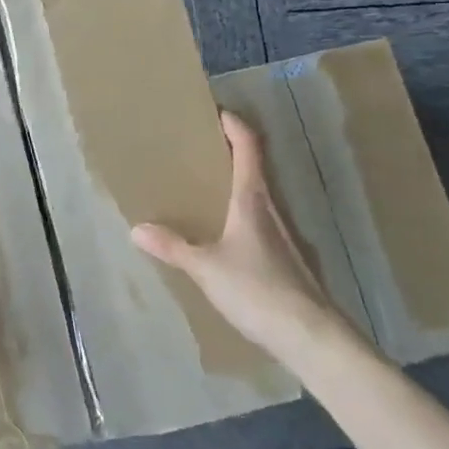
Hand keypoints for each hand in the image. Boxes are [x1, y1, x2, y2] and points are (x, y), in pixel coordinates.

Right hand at [131, 111, 345, 367]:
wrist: (312, 337)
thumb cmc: (258, 290)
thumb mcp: (206, 268)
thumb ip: (173, 247)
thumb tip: (136, 228)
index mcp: (253, 199)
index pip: (249, 147)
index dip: (235, 125)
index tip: (217, 111)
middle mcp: (273, 209)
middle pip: (256, 168)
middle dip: (232, 153)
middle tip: (202, 150)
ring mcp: (286, 236)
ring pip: (261, 197)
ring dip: (239, 185)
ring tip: (209, 190)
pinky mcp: (291, 260)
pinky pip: (263, 224)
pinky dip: (245, 216)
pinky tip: (229, 238)